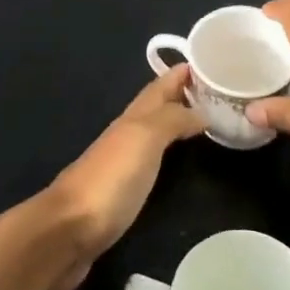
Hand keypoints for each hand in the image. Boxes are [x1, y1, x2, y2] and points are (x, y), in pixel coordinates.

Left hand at [33, 65, 205, 289]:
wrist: (68, 231)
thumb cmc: (110, 179)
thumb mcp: (144, 138)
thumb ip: (172, 120)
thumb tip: (201, 111)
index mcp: (133, 117)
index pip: (161, 85)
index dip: (183, 71)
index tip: (213, 58)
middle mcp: (127, 134)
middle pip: (158, 106)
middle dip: (184, 94)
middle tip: (221, 92)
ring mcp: (123, 164)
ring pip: (155, 132)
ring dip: (178, 121)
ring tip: (211, 121)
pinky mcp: (123, 192)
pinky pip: (152, 160)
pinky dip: (170, 152)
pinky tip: (181, 160)